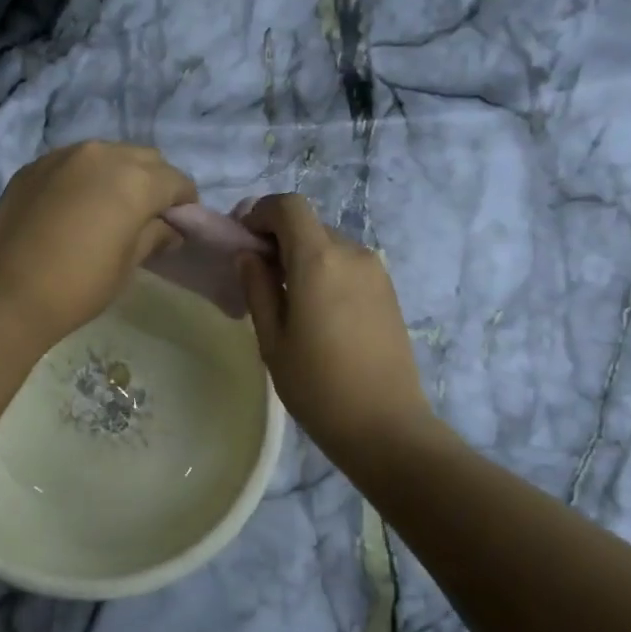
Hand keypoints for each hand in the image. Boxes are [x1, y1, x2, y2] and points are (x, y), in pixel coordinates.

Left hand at [0, 142, 196, 346]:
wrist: (6, 293)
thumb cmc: (79, 285)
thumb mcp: (128, 265)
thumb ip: (154, 236)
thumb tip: (168, 229)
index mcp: (135, 180)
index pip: (176, 180)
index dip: (184, 203)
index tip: (179, 224)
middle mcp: (102, 154)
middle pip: (144, 158)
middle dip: (155, 181)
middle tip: (149, 215)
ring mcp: (64, 155)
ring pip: (107, 154)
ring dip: (119, 174)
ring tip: (111, 207)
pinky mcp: (34, 166)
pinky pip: (74, 162)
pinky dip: (86, 177)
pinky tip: (76, 205)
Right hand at [236, 195, 435, 464]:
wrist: (385, 425)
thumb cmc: (317, 386)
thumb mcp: (272, 339)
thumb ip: (257, 288)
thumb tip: (248, 255)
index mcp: (319, 260)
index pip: (289, 206)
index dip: (260, 213)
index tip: (243, 241)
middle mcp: (352, 253)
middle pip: (308, 225)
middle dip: (278, 239)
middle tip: (258, 276)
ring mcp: (375, 271)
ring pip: (328, 245)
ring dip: (302, 257)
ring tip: (287, 300)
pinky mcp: (387, 290)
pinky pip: (347, 265)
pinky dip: (325, 271)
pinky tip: (317, 313)